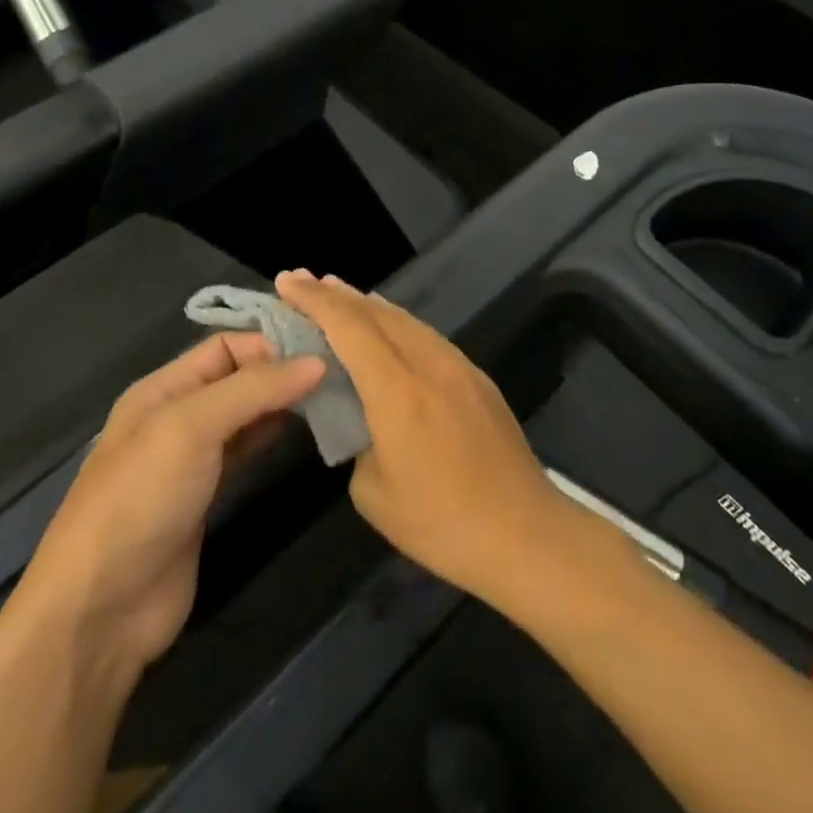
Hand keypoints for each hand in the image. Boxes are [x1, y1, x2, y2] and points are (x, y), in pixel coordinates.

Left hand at [8, 333, 324, 681]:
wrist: (102, 609)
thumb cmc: (141, 500)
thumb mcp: (192, 427)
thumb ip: (254, 389)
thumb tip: (318, 362)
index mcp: (162, 389)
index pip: (224, 346)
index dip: (269, 343)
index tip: (321, 350)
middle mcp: (178, 416)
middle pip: (238, 378)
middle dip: (283, 371)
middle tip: (338, 373)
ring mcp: (193, 459)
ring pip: (247, 415)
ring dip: (283, 404)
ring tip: (332, 399)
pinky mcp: (208, 496)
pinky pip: (248, 452)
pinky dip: (275, 437)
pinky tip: (306, 434)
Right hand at [276, 273, 582, 611]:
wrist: (524, 533)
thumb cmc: (441, 522)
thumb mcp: (374, 493)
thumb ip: (358, 442)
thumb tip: (364, 422)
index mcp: (398, 390)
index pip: (349, 328)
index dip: (316, 301)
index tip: (287, 281)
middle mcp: (430, 364)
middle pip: (378, 314)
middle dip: (337, 294)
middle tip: (304, 280)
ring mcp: (460, 367)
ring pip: (407, 321)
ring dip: (370, 305)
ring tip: (341, 294)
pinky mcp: (478, 379)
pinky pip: (428, 337)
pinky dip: (399, 324)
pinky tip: (391, 328)